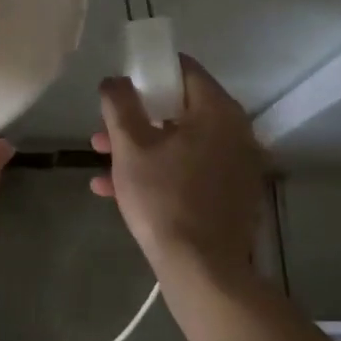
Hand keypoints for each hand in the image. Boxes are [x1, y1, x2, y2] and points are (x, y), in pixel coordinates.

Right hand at [92, 57, 267, 285]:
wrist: (202, 270)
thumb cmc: (164, 199)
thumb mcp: (130, 146)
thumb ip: (119, 103)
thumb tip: (116, 80)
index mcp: (217, 111)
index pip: (184, 70)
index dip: (149, 72)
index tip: (123, 87)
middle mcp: (236, 132)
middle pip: (180, 109)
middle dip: (138, 119)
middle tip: (105, 132)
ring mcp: (238, 165)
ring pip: (182, 143)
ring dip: (143, 149)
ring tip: (102, 165)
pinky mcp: (233, 195)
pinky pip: (192, 170)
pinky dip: (161, 172)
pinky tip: (119, 191)